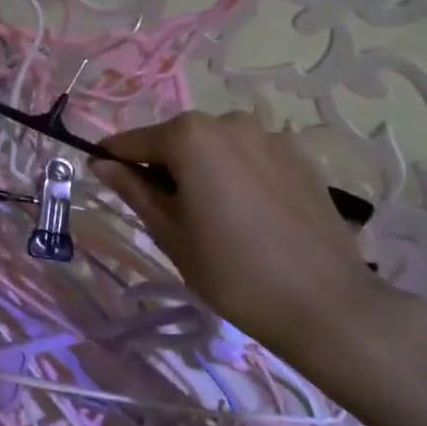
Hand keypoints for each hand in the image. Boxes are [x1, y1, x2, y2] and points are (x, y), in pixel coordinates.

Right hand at [91, 111, 412, 369]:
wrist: (325, 303)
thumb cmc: (231, 271)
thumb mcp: (169, 232)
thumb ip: (132, 189)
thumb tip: (101, 163)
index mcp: (189, 136)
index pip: (133, 141)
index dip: (114, 160)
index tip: (104, 181)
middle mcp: (228, 122)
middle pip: (177, 140)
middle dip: (163, 167)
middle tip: (167, 215)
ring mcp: (269, 136)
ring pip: (215, 147)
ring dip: (201, 170)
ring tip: (212, 217)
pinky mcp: (299, 156)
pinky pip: (249, 157)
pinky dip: (236, 175)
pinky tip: (248, 215)